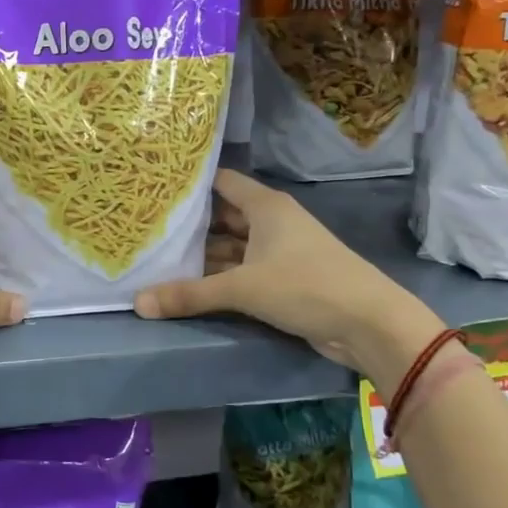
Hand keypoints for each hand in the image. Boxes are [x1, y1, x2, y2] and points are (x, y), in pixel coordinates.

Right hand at [134, 169, 443, 391]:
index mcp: (265, 207)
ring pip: (231, 248)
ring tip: (157, 260)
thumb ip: (190, 294)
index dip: (191, 185)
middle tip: (147, 230)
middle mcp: (271, 223)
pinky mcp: (284, 280)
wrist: (369, 324)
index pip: (221, 182)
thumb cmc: (306, 286)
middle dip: (189, 226)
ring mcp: (279, 252)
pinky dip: (219, 278)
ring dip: (202, 257)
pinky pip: (242, 272)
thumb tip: (138, 303)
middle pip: (222, 217)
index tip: (155, 190)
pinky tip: (189, 286)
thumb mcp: (243, 288)